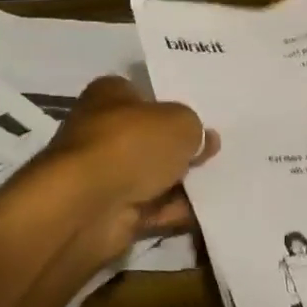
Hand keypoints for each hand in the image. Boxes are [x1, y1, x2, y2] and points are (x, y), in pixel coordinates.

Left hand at [37, 75, 218, 261]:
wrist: (88, 206)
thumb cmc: (131, 145)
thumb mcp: (180, 123)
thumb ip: (195, 129)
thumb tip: (202, 140)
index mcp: (109, 96)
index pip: (143, 95)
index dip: (171, 106)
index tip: (200, 121)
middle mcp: (101, 131)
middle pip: (150, 138)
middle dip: (180, 149)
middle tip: (214, 154)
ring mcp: (104, 174)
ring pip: (152, 175)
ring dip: (180, 182)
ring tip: (218, 183)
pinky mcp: (109, 211)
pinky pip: (151, 208)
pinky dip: (173, 210)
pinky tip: (203, 210)